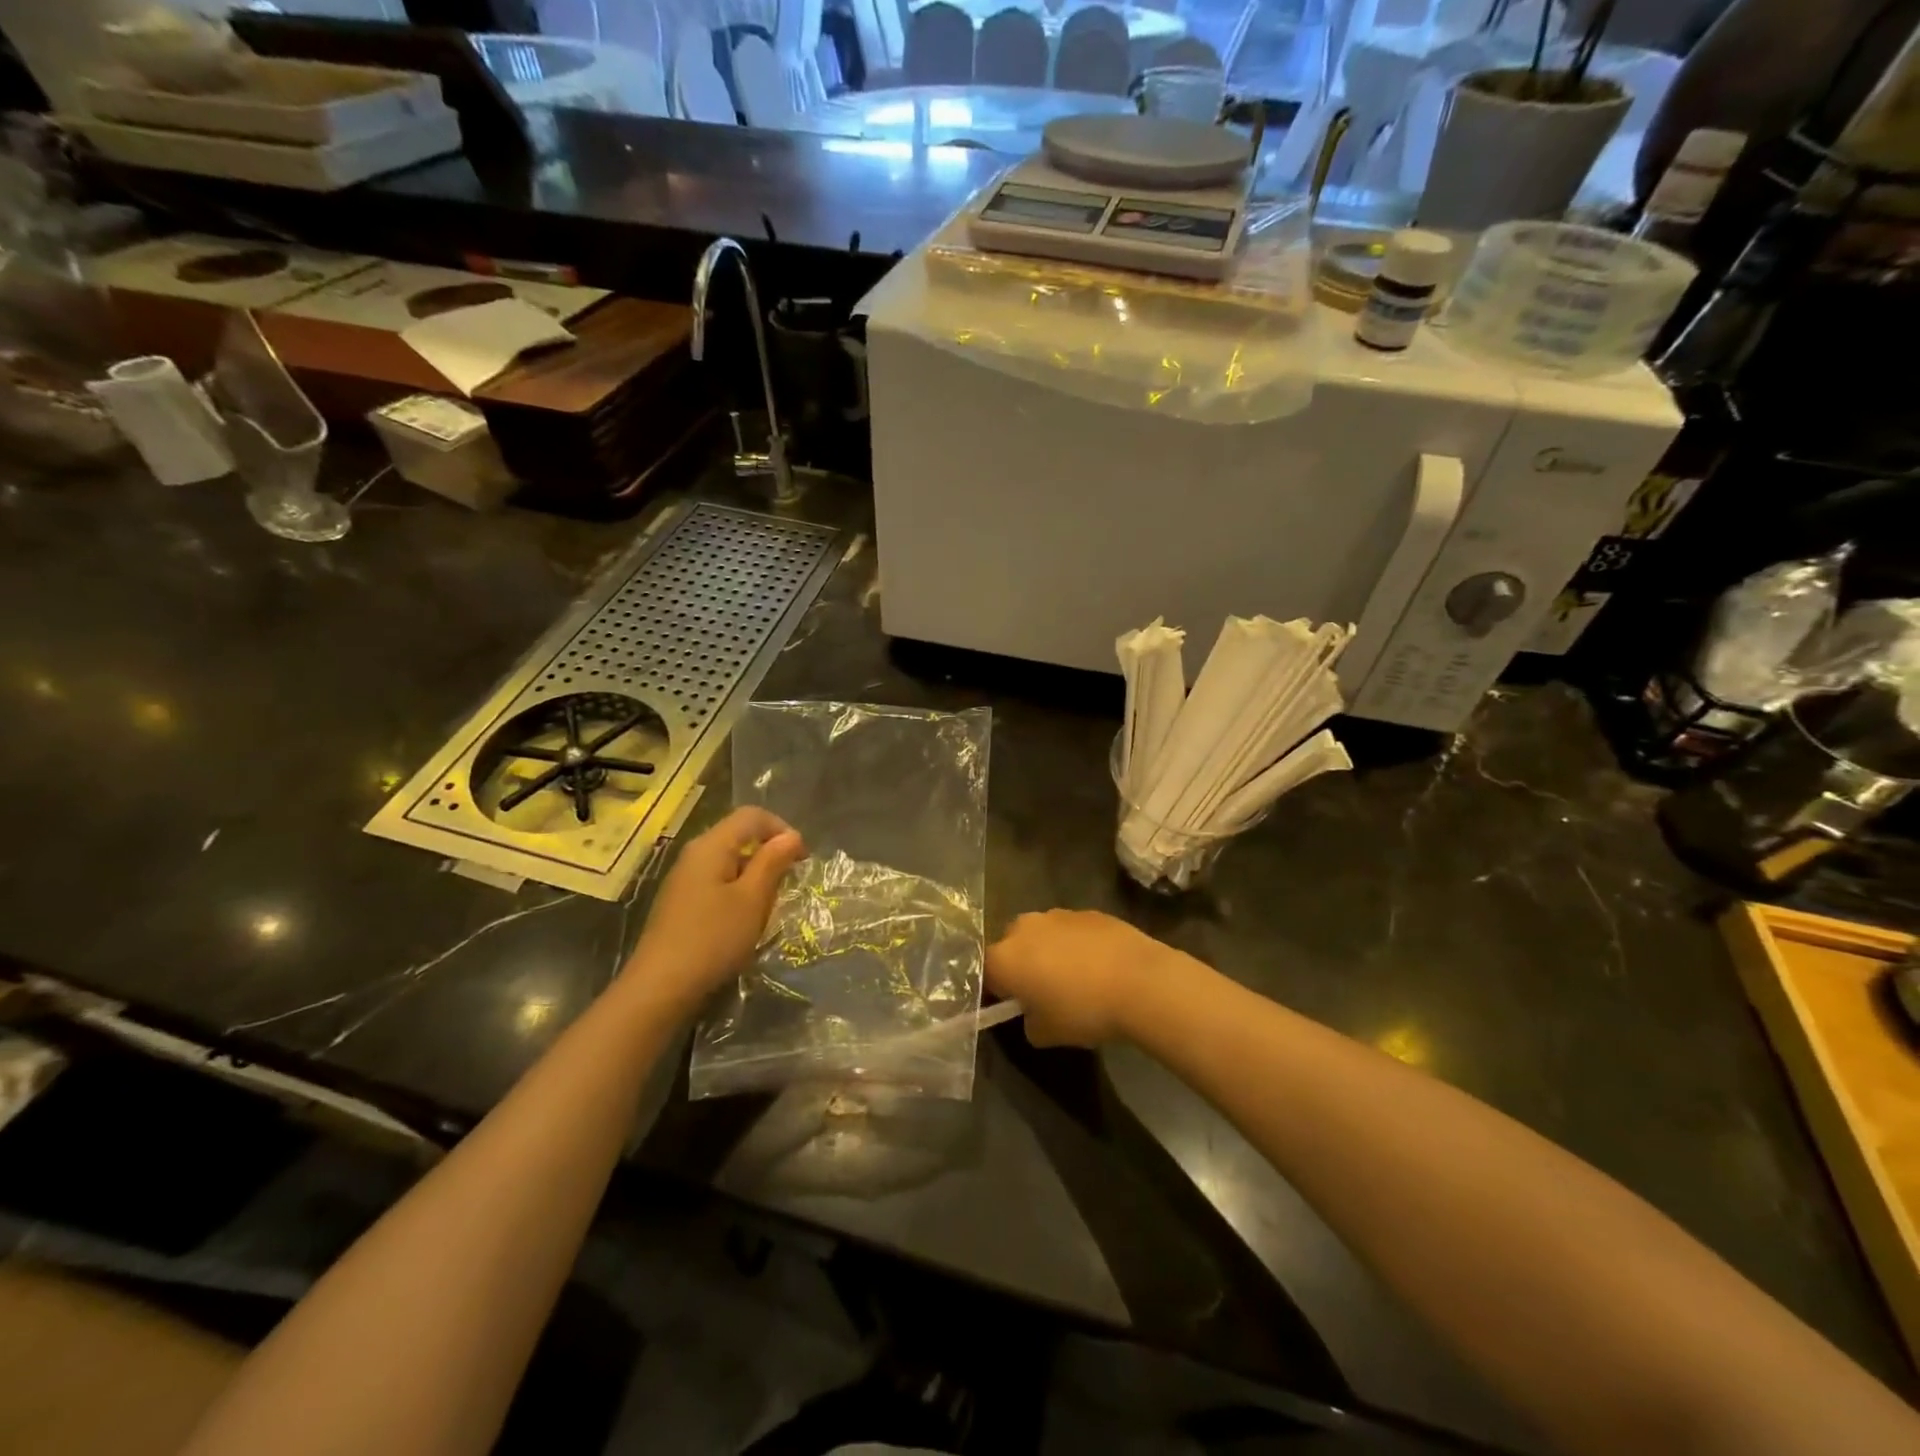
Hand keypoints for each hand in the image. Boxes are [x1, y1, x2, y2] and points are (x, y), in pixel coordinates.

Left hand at [624, 806, 806, 1010]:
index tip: (802, 859)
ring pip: (729, 861)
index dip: (782, 829)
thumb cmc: (713, 938)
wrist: (660, 987)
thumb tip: (792, 836)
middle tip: (788, 883)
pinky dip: (738, 891)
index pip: (752, 816)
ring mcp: (684, 879)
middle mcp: (694, 854)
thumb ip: (773, 862)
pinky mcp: (681, 902)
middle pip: (739, 836)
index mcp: (711, 845)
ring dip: (755, 875)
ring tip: (768, 905)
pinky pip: (717, 882)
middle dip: (769, 854)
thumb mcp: (753, 899)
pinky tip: (743, 920)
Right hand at [985, 910, 1186, 1047]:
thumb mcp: (1046, 1034)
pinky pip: (1072, 931)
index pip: (986, 972)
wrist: (1139, 982)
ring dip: (1050, 952)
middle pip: (1013, 946)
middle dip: (1023, 965)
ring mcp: (1057, 914)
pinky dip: (1078, 945)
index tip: (1013, 1005)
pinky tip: (1100, 967)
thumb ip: (1029, 1022)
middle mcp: (1024, 927)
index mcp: (1004, 957)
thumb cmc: (1083, 1011)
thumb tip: (1033, 1013)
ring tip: (1077, 979)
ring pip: (1043, 935)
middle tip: (1043, 991)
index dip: (997, 990)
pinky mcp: (1088, 911)